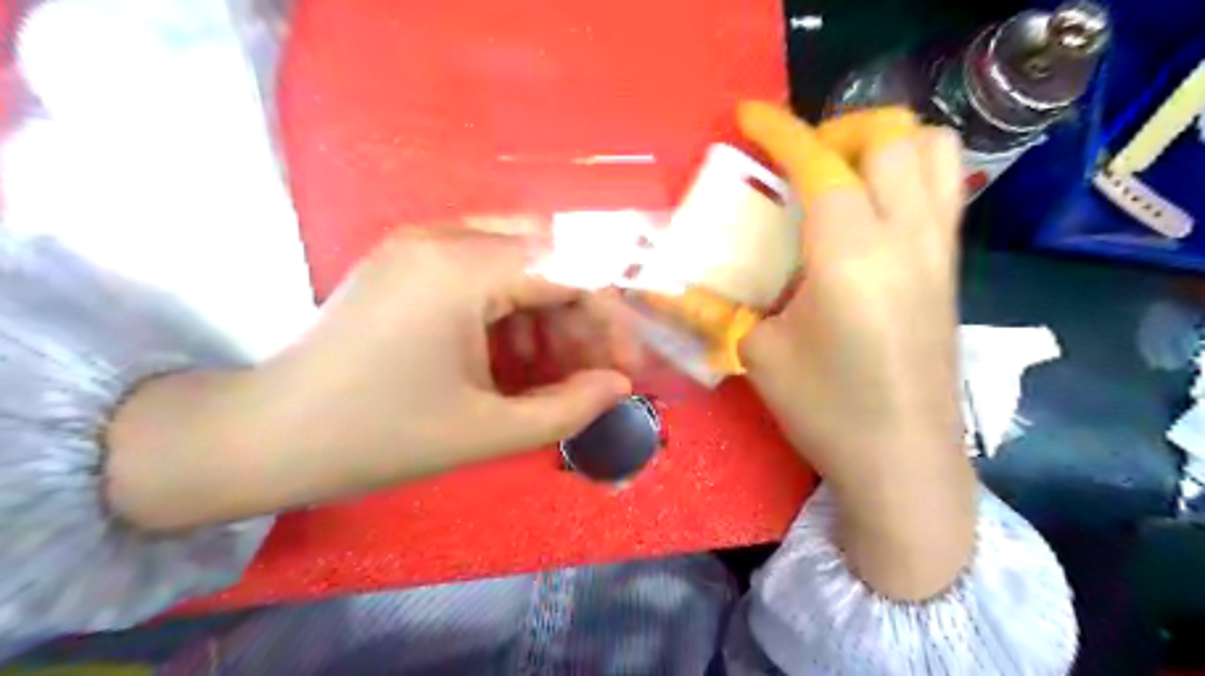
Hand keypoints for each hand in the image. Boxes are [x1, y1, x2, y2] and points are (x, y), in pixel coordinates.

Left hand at [109, 229, 633, 529]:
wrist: (266, 436)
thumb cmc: (377, 437)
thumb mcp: (486, 431)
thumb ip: (568, 407)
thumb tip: (619, 386)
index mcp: (460, 269)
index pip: (570, 268)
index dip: (610, 318)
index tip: (625, 366)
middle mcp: (442, 235)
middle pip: (549, 253)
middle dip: (582, 312)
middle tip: (592, 369)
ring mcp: (419, 243)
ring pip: (520, 258)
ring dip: (549, 311)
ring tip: (554, 371)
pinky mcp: (407, 261)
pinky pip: (484, 270)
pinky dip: (513, 309)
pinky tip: (514, 357)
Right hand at [739, 103, 972, 598]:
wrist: (904, 463)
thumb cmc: (827, 411)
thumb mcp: (758, 355)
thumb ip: (711, 308)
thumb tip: (657, 287)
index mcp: (850, 257)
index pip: (819, 164)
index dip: (779, 130)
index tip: (747, 116)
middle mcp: (905, 238)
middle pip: (891, 137)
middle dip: (837, 130)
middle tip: (797, 165)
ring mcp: (939, 251)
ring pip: (933, 152)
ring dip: (881, 146)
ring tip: (838, 179)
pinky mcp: (952, 269)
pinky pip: (942, 190)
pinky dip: (906, 174)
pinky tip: (867, 216)